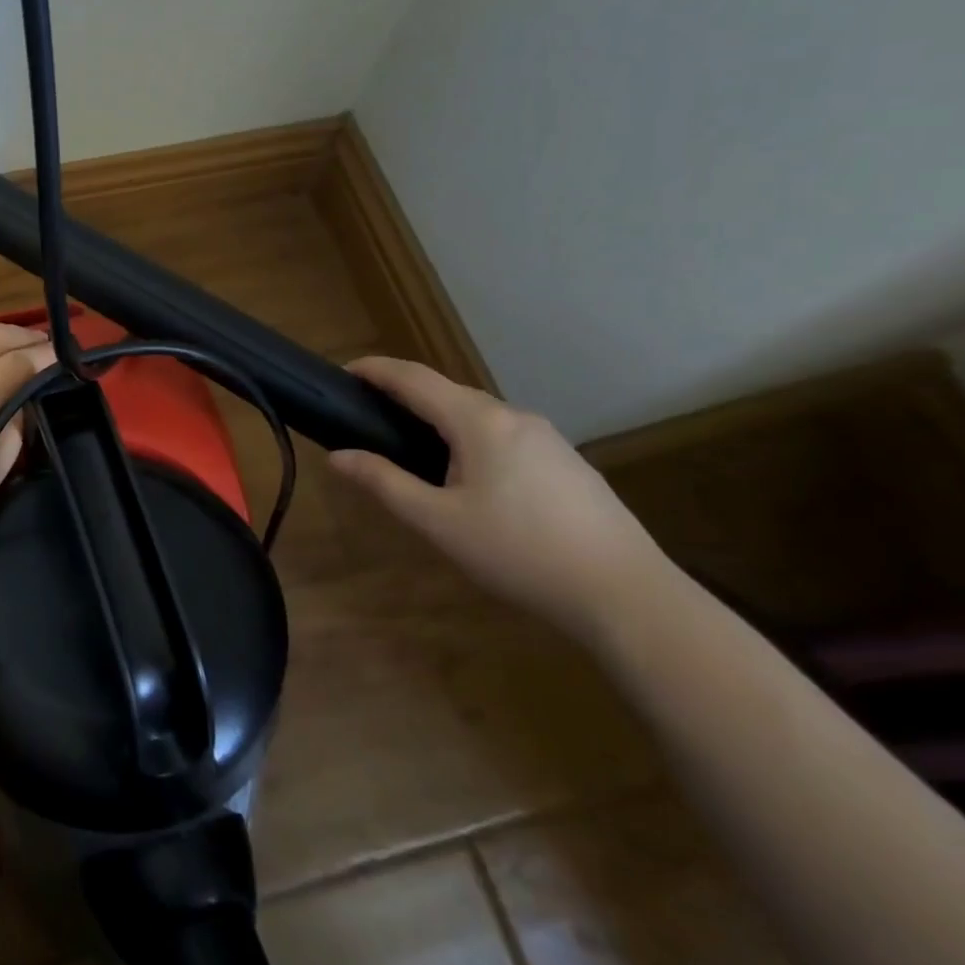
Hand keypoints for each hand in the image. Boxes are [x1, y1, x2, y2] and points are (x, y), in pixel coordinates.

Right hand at [328, 356, 671, 646]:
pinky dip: (469, 438)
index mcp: (478, 421)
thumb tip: (338, 456)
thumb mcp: (438, 522)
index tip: (342, 372)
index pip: (414, 378)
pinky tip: (468, 477)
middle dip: (404, 395)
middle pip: (446, 391)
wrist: (627, 595)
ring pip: (477, 414)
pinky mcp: (566, 461)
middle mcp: (513, 416)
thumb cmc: (519, 553)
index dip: (375, 370)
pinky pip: (502, 434)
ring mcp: (547, 437)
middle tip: (368, 417)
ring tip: (411, 450)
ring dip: (437, 418)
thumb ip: (384, 483)